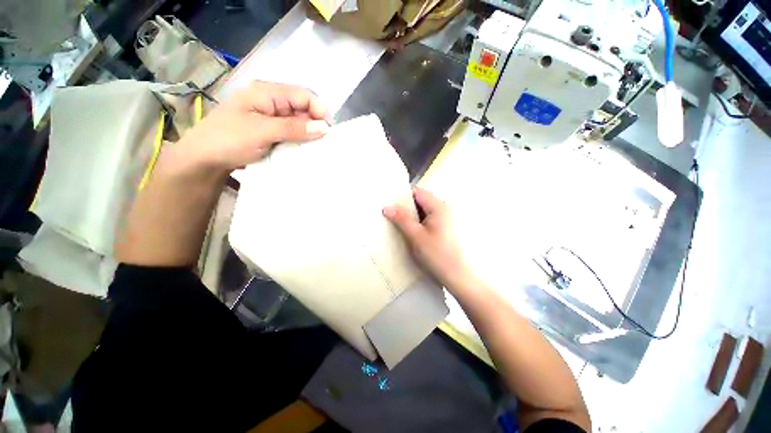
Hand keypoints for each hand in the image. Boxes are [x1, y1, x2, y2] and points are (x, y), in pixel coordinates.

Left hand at [178, 81, 330, 172]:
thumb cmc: (228, 140)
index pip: (304, 95)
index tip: (329, 131)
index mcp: (267, 92)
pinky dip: (301, 140)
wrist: (204, 159)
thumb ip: (293, 128)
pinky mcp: (271, 130)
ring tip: (316, 149)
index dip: (320, 110)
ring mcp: (271, 116)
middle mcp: (272, 101)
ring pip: (300, 121)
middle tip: (324, 143)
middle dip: (316, 123)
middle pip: (303, 108)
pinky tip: (304, 150)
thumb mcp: (262, 132)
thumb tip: (324, 127)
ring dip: (309, 133)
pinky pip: (293, 132)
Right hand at [383, 188, 474, 290]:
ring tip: (400, 224)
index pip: (417, 192)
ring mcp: (446, 218)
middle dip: (406, 207)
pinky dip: (419, 222)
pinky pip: (428, 218)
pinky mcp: (445, 227)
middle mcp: (444, 208)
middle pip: (421, 200)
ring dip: (412, 215)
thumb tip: (386, 207)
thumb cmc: (437, 254)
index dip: (402, 197)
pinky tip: (412, 231)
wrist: (457, 275)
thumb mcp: (416, 236)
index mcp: (439, 206)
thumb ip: (401, 219)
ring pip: (424, 210)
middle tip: (392, 216)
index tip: (390, 205)